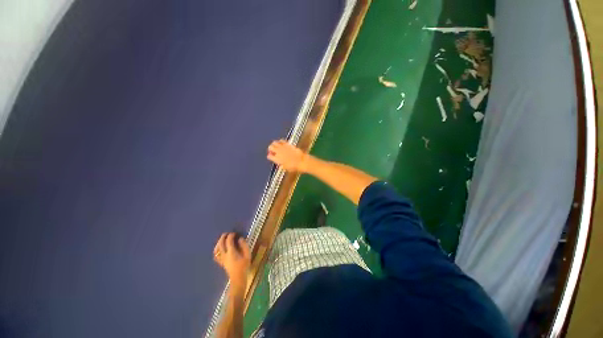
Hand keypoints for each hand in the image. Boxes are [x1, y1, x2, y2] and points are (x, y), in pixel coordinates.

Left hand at [213, 233, 250, 288]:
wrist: (238, 278)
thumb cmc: (244, 266)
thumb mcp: (247, 255)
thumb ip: (244, 245)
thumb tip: (240, 238)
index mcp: (231, 252)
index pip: (229, 241)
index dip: (231, 235)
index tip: (234, 233)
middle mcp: (224, 255)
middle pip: (221, 244)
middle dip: (223, 237)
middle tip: (227, 233)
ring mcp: (221, 259)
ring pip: (216, 249)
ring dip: (218, 243)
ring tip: (222, 239)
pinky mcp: (221, 263)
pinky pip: (216, 255)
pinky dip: (216, 250)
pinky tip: (219, 249)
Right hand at [267, 139, 308, 171]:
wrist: (301, 161)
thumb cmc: (294, 167)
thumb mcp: (285, 168)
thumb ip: (281, 164)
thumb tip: (279, 162)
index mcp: (277, 159)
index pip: (269, 156)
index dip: (270, 156)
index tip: (271, 157)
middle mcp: (278, 152)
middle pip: (270, 147)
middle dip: (270, 149)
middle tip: (272, 150)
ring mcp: (283, 147)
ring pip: (274, 142)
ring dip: (274, 144)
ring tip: (276, 146)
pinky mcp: (288, 144)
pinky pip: (281, 140)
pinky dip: (280, 141)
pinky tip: (281, 143)